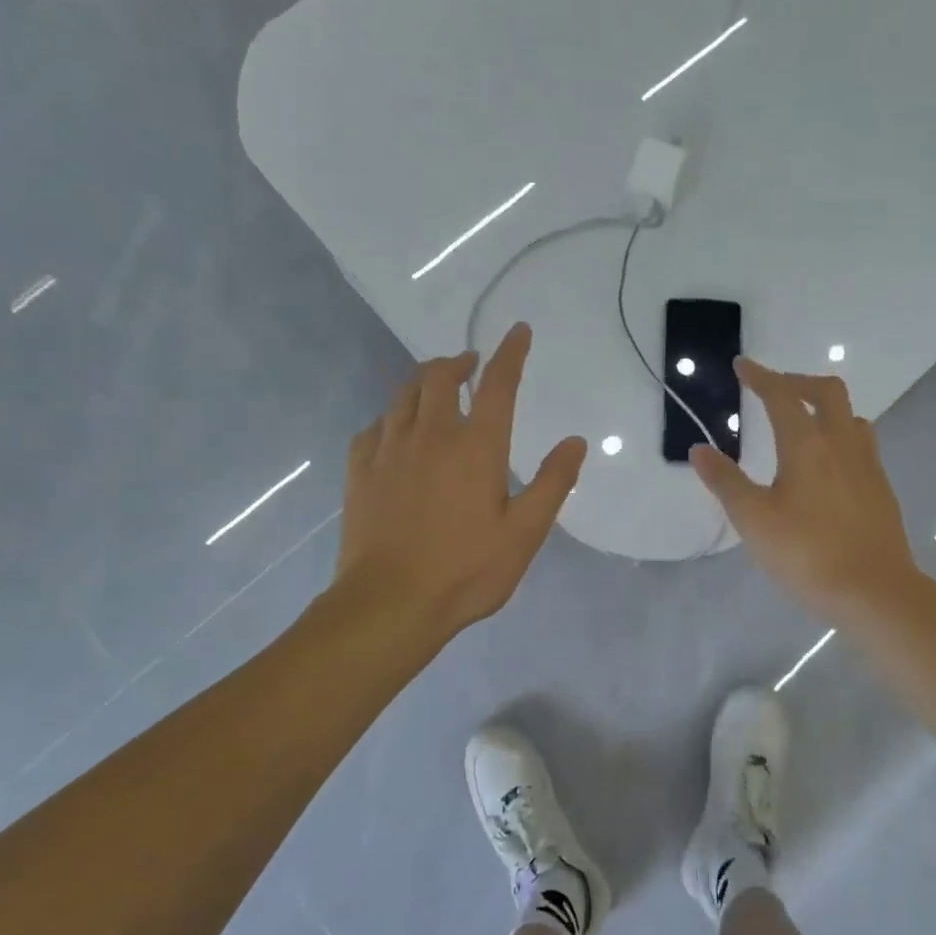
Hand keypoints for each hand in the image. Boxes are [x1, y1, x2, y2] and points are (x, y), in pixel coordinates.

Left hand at [335, 323, 585, 640]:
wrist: (390, 603)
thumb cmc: (466, 570)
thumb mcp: (524, 533)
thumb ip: (552, 483)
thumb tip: (575, 441)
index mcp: (476, 447)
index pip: (497, 384)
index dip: (510, 353)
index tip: (518, 331)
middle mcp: (431, 435)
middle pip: (439, 376)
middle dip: (458, 361)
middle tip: (471, 363)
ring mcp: (389, 450)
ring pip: (404, 395)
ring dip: (424, 381)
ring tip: (436, 386)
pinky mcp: (360, 471)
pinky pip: (375, 426)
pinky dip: (391, 417)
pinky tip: (396, 430)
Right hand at [689, 358, 918, 619]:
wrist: (875, 592)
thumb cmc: (807, 554)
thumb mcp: (754, 520)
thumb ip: (725, 482)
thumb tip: (699, 449)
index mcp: (807, 445)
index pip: (782, 396)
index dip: (760, 376)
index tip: (743, 365)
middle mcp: (842, 444)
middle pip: (827, 392)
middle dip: (797, 382)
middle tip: (773, 391)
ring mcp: (868, 466)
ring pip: (851, 417)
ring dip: (825, 408)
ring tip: (802, 425)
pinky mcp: (881, 489)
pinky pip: (861, 444)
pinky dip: (840, 436)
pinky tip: (827, 466)